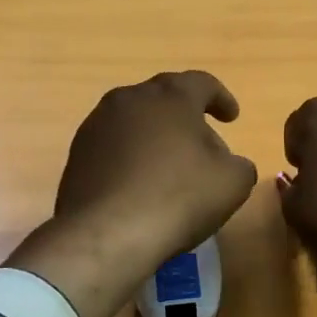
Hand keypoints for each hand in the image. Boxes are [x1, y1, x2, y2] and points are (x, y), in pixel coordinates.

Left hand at [7, 72, 257, 316]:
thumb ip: (238, 163)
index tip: (231, 118)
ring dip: (154, 135)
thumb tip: (226, 162)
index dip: (221, 98)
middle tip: (202, 142)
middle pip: (164, 98)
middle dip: (186, 116)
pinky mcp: (77, 153)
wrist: (107, 234)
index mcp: (171, 96)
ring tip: (169, 165)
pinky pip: (113, 145)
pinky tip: (139, 184)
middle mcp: (130, 99)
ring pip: (135, 120)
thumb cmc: (178, 197)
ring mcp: (97, 124)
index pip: (202, 83)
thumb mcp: (232, 182)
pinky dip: (131, 156)